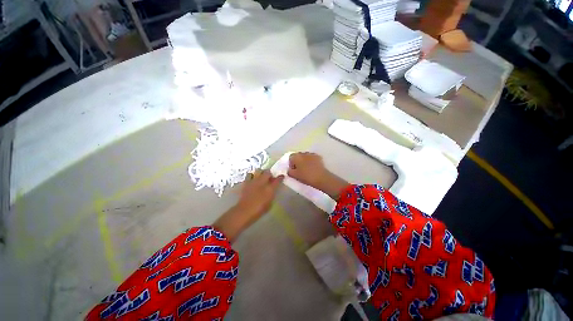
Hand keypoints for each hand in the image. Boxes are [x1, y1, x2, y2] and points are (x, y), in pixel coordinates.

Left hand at [214, 170, 283, 242]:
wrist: (244, 211)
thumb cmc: (259, 210)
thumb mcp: (269, 203)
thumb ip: (271, 194)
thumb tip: (272, 189)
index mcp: (270, 188)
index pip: (277, 180)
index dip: (280, 177)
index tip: (281, 176)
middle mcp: (262, 182)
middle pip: (267, 172)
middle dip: (270, 173)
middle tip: (270, 177)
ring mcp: (253, 181)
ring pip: (258, 171)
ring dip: (261, 172)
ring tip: (261, 177)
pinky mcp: (246, 182)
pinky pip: (250, 175)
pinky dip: (252, 176)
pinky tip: (253, 180)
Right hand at [288, 152, 348, 199]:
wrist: (321, 178)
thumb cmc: (306, 177)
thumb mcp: (294, 176)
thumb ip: (289, 171)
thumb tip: (289, 169)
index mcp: (296, 157)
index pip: (290, 157)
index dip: (291, 163)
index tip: (293, 170)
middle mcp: (303, 153)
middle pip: (298, 156)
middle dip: (298, 161)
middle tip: (299, 169)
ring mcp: (311, 154)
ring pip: (305, 156)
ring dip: (304, 161)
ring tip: (306, 168)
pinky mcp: (318, 157)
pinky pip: (312, 158)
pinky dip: (311, 161)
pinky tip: (312, 167)